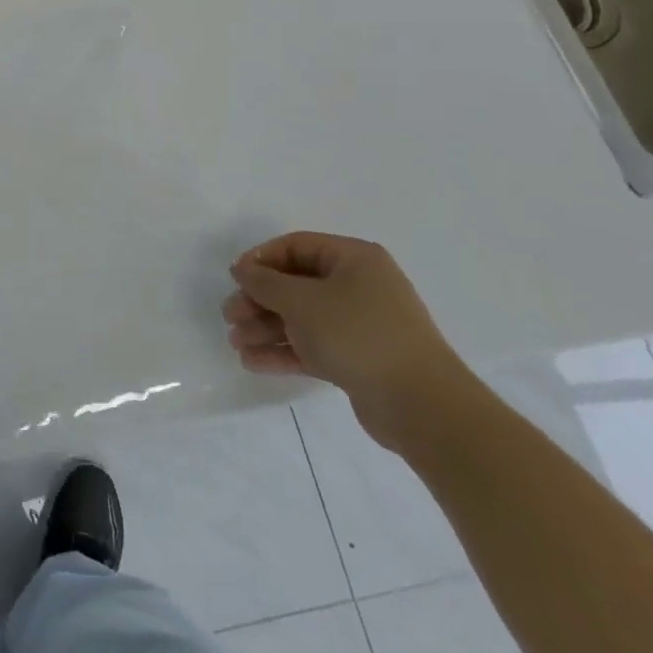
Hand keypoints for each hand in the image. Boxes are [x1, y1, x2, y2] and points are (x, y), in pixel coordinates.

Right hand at [223, 231, 470, 449]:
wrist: (422, 406)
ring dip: (266, 328)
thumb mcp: (303, 301)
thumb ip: (265, 282)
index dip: (261, 259)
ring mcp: (360, 325)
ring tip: (236, 343)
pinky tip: (252, 362)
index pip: (296, 246)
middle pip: (296, 284)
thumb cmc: (359, 335)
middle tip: (230, 316)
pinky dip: (284, 351)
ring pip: (302, 318)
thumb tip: (243, 269)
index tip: (235, 279)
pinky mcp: (358, 359)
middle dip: (259, 300)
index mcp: (353, 259)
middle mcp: (359, 286)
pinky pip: (312, 346)